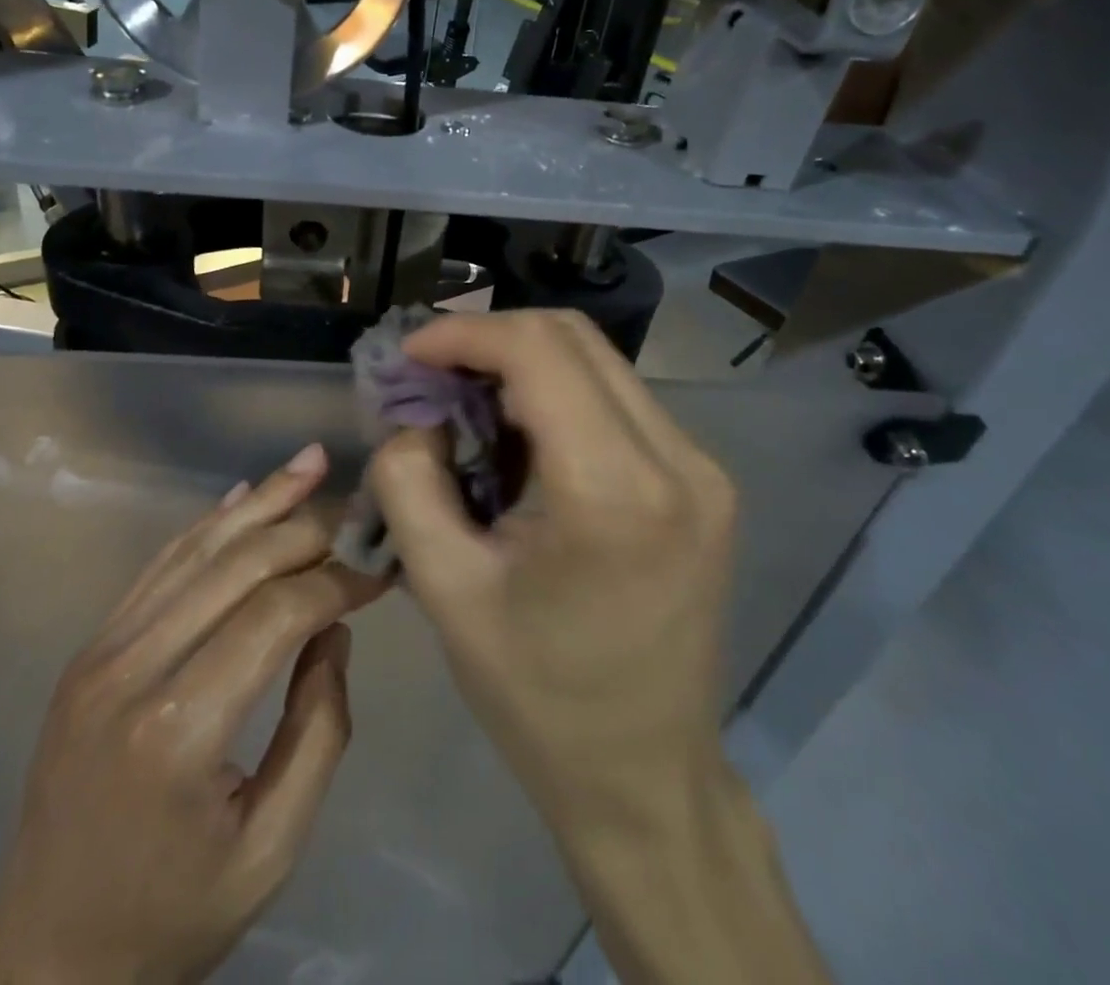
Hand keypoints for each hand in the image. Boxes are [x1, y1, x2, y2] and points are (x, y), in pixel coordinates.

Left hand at [0, 445, 383, 984]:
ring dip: (259, 502)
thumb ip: (318, 730)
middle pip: (236, 565)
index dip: (336, 582)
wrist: (47, 956)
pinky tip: (243, 496)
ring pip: (195, 549)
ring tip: (309, 463)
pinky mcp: (90, 648)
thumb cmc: (171, 917)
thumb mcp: (271, 849)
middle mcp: (132, 669)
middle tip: (357, 511)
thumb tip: (334, 629)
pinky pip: (157, 567)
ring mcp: (101, 650)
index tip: (380, 572)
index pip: (276, 615)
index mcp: (179, 729)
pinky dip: (206, 526)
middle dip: (306, 529)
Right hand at [366, 310, 737, 824]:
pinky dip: (555, 392)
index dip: (463, 333)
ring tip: (464, 400)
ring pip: (596, 359)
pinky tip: (517, 433)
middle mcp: (678, 461)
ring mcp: (701, 467)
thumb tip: (415, 414)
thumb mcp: (444, 588)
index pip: (538, 351)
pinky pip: (617, 397)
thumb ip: (408, 480)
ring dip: (520, 362)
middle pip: (571, 337)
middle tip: (430, 374)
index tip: (408, 355)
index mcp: (615, 493)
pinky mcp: (702, 480)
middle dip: (488, 339)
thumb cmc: (537, 694)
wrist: (645, 775)